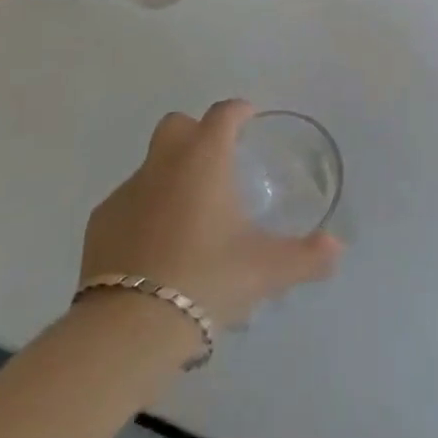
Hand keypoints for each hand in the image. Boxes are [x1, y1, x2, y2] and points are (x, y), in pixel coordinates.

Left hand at [79, 99, 341, 328]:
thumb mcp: (267, 270)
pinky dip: (144, 212)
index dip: (239, 111)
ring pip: (151, 165)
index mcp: (204, 158)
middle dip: (196, 133)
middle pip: (177, 124)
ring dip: (169, 176)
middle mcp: (163, 163)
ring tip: (189, 217)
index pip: (223, 114)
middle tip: (217, 164)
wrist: (131, 326)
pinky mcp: (100, 222)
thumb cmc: (208, 278)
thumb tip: (337, 249)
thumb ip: (307, 256)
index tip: (249, 119)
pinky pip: (128, 203)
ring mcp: (126, 191)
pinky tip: (156, 247)